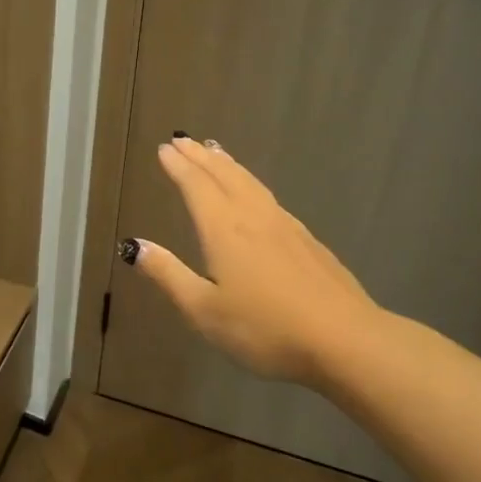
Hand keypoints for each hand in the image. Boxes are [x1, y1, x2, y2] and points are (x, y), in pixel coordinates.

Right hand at [122, 135, 382, 385]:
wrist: (347, 341)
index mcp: (224, 230)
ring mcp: (285, 227)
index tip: (164, 149)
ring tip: (216, 151)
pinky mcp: (308, 242)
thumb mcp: (204, 310)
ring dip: (228, 164)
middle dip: (201, 157)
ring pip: (250, 183)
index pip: (196, 187)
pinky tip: (256, 194)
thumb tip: (134, 245)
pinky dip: (252, 183)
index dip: (178, 166)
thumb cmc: (265, 329)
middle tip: (183, 140)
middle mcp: (253, 218)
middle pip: (224, 176)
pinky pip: (269, 197)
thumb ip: (168, 275)